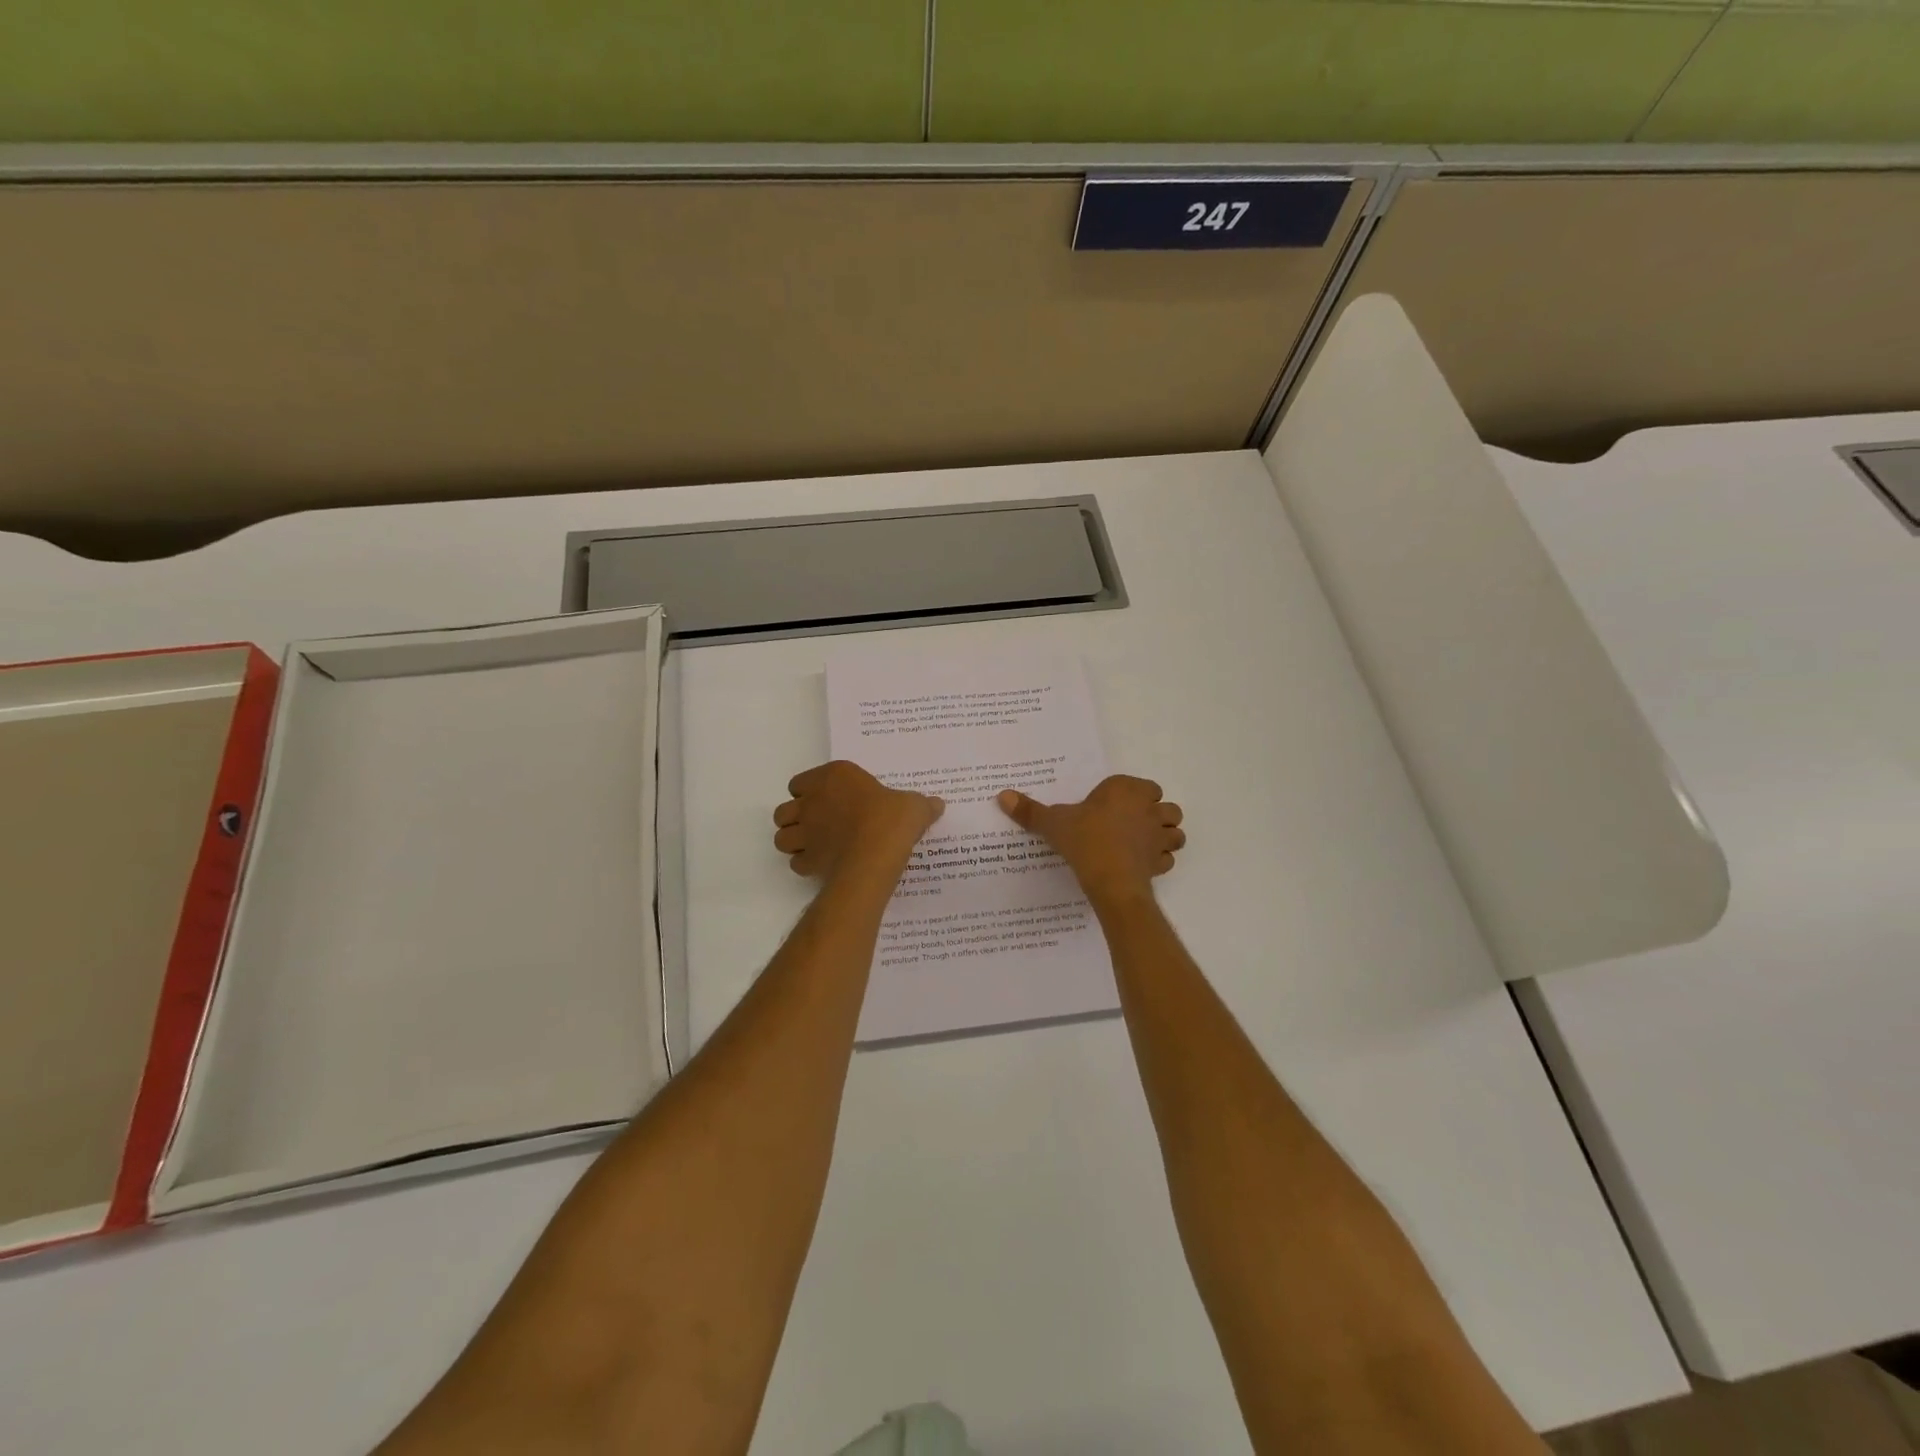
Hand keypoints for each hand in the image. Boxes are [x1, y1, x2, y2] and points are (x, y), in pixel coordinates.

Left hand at [773, 761, 943, 880]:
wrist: (876, 852)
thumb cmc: (892, 818)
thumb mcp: (914, 805)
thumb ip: (921, 804)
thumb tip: (937, 804)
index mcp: (834, 777)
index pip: (800, 782)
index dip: (809, 792)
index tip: (828, 800)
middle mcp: (812, 801)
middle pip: (784, 810)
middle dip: (796, 818)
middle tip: (817, 825)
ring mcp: (806, 832)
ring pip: (782, 837)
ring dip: (794, 842)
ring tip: (814, 847)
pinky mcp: (808, 860)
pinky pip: (797, 863)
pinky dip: (805, 865)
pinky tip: (823, 866)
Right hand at [997, 775, 1184, 904]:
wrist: (1109, 880)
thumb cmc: (1084, 840)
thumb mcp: (1052, 823)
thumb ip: (1030, 811)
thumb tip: (1002, 796)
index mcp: (1127, 790)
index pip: (1143, 786)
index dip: (1132, 795)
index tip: (1112, 807)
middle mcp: (1149, 809)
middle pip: (1166, 806)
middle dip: (1155, 814)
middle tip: (1130, 824)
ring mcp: (1159, 837)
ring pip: (1174, 831)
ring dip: (1164, 836)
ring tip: (1142, 844)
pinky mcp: (1161, 862)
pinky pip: (1167, 858)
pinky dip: (1159, 860)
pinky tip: (1141, 865)